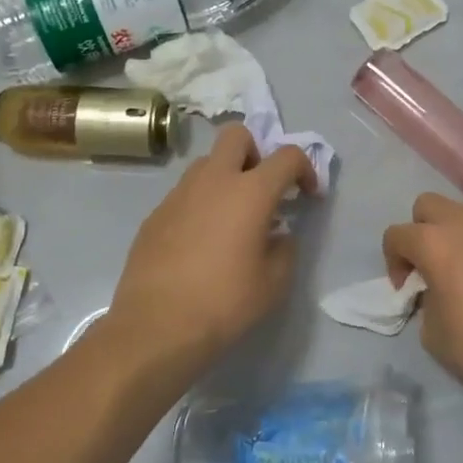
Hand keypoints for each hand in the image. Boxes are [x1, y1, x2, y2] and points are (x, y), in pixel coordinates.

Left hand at [109, 124, 317, 370]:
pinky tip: (201, 242)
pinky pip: (185, 194)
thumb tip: (277, 234)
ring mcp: (179, 195)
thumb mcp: (274, 282)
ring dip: (226, 177)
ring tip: (231, 218)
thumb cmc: (225, 302)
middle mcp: (213, 181)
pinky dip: (201, 204)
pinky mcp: (155, 215)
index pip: (287, 156)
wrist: (157, 327)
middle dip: (256, 151)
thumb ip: (284, 248)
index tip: (308, 196)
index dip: (305, 169)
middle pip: (237, 135)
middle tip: (262, 188)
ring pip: (206, 163)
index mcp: (250, 192)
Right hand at [383, 193, 462, 418]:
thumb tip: (434, 290)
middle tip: (428, 267)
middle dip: (419, 231)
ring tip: (460, 267)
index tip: (406, 289)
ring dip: (450, 230)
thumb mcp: (433, 334)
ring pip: (461, 210)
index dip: (393, 261)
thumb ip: (424, 300)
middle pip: (427, 205)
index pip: (397, 234)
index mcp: (436, 244)